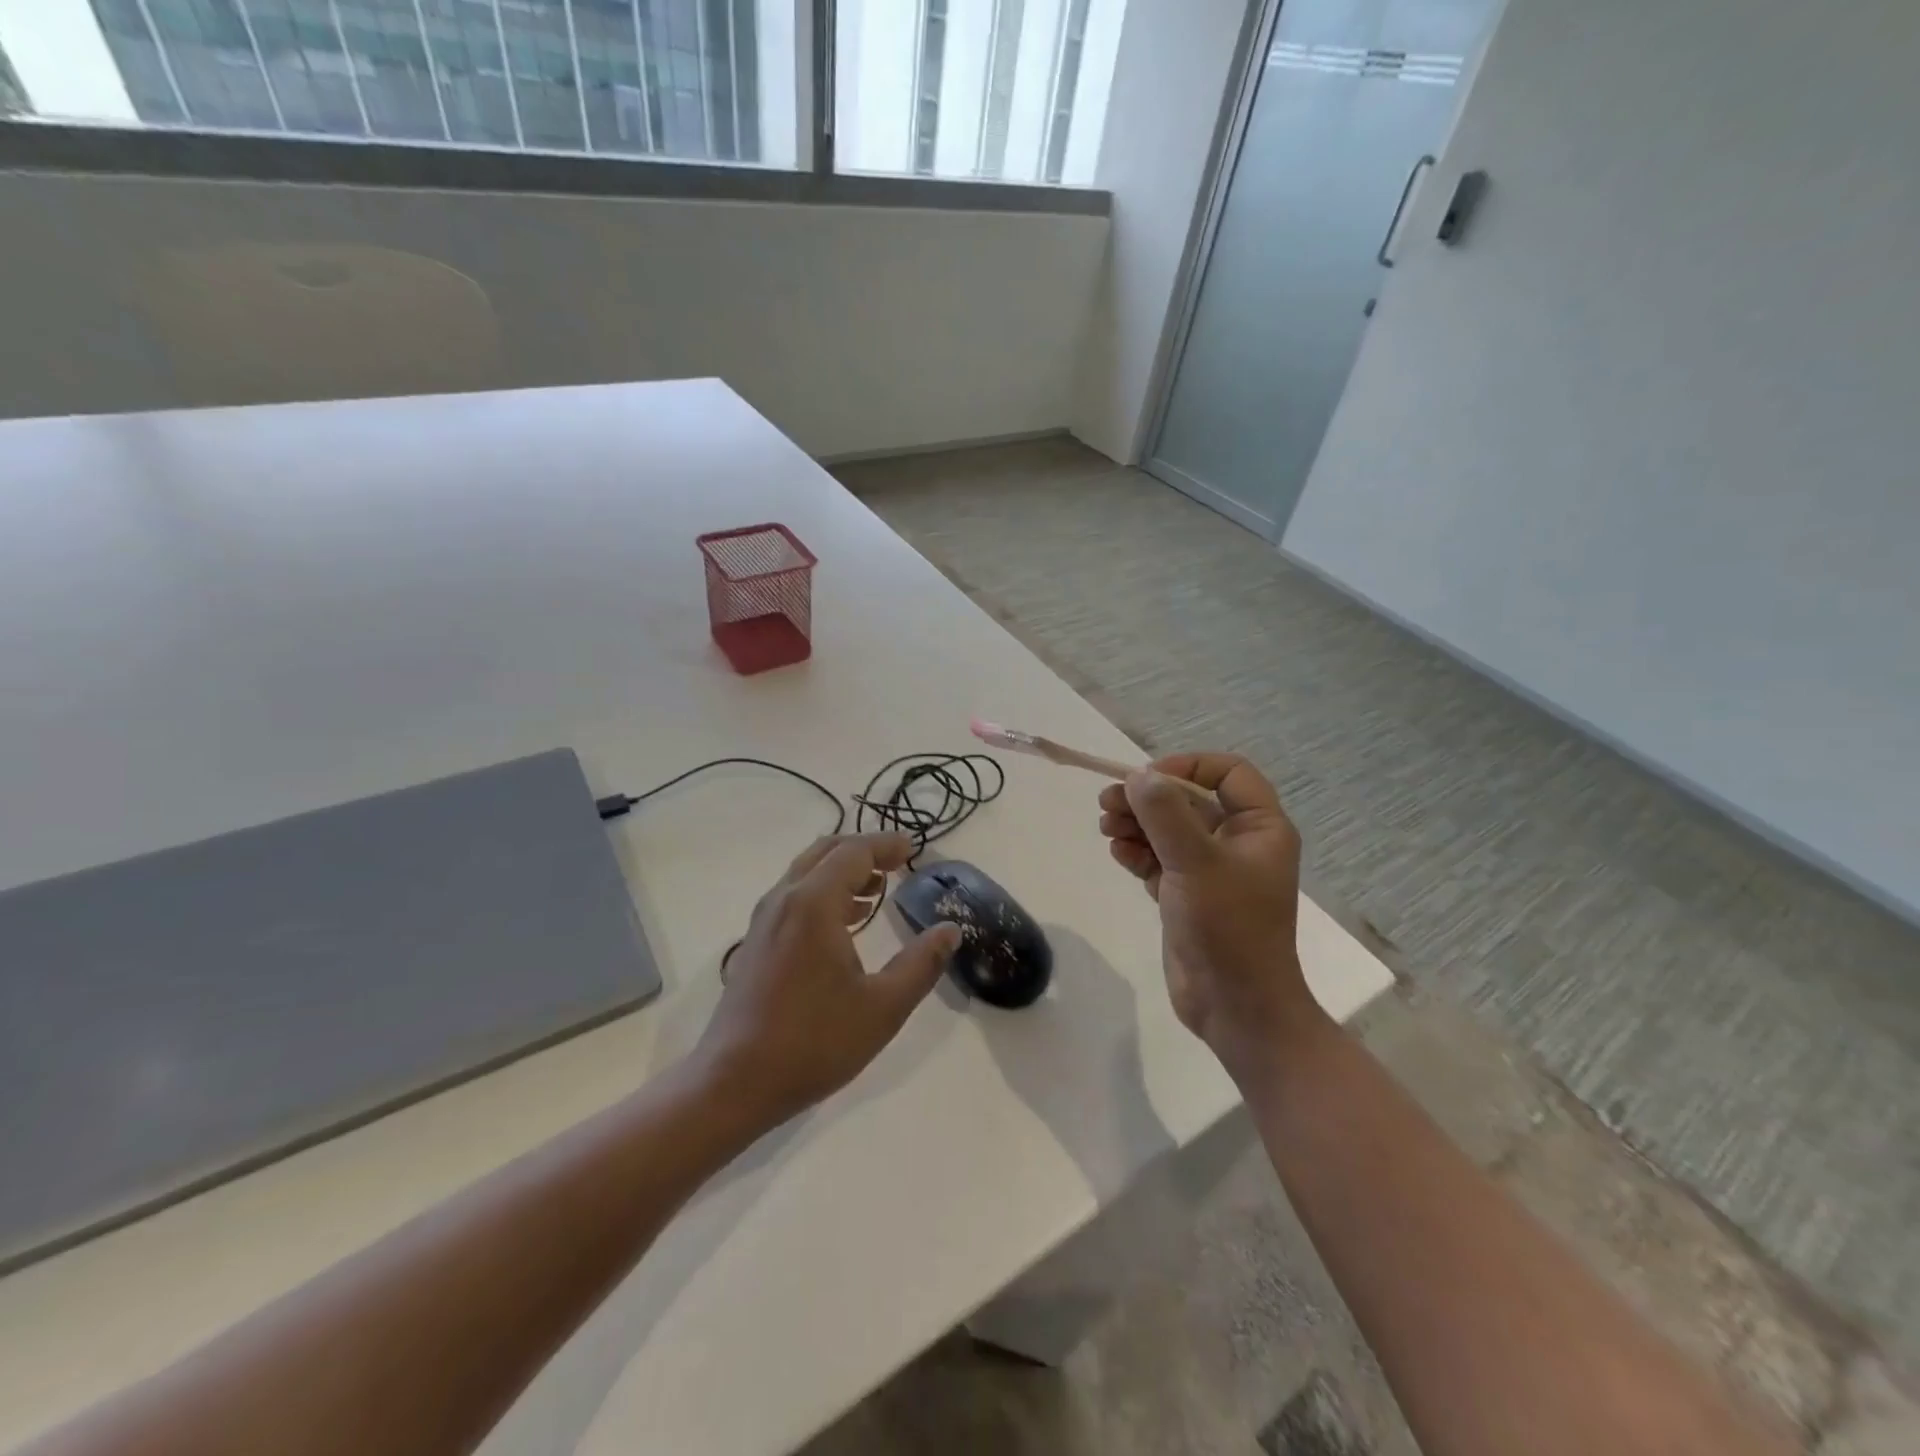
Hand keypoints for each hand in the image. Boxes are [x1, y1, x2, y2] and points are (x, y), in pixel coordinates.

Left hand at [694, 832, 960, 1130]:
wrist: (733, 1083)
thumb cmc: (814, 1042)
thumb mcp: (883, 1007)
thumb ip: (921, 964)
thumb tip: (951, 930)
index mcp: (813, 903)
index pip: (854, 853)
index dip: (886, 846)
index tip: (914, 849)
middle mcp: (784, 900)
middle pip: (826, 853)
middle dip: (863, 851)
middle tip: (897, 863)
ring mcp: (764, 921)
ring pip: (806, 874)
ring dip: (842, 872)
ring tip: (876, 890)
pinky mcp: (756, 943)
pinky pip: (793, 897)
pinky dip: (823, 893)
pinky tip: (845, 924)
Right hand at [1098, 753, 1322, 1074]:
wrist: (1235, 1007)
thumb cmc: (1228, 928)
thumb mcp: (1196, 862)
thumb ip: (1164, 814)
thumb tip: (1137, 776)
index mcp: (1260, 828)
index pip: (1228, 773)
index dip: (1187, 766)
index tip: (1147, 779)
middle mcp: (1238, 843)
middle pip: (1189, 800)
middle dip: (1148, 798)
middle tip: (1107, 802)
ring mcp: (1211, 870)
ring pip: (1169, 830)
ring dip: (1136, 823)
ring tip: (1105, 827)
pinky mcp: (1188, 895)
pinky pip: (1159, 859)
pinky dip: (1137, 851)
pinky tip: (1117, 852)